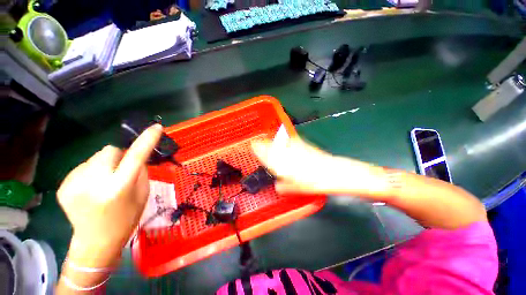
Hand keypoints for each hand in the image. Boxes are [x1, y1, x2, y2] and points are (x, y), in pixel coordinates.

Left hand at [57, 124, 161, 266]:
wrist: (96, 242)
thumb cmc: (127, 218)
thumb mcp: (142, 194)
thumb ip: (140, 172)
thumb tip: (135, 156)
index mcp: (119, 187)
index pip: (136, 156)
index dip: (147, 140)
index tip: (156, 127)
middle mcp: (95, 183)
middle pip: (109, 150)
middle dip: (118, 156)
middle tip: (120, 171)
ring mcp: (75, 184)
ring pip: (95, 157)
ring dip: (104, 165)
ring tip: (103, 183)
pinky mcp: (64, 186)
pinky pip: (83, 167)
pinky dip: (91, 173)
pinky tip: (91, 189)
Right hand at [251, 137, 387, 197]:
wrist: (334, 172)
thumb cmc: (314, 182)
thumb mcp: (295, 189)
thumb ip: (282, 186)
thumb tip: (277, 185)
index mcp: (282, 163)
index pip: (265, 153)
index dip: (258, 149)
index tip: (253, 146)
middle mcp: (287, 152)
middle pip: (271, 145)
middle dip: (263, 144)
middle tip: (258, 144)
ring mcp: (296, 147)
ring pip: (279, 142)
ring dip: (273, 142)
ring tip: (269, 143)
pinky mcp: (304, 145)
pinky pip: (290, 141)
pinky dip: (285, 141)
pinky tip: (285, 142)